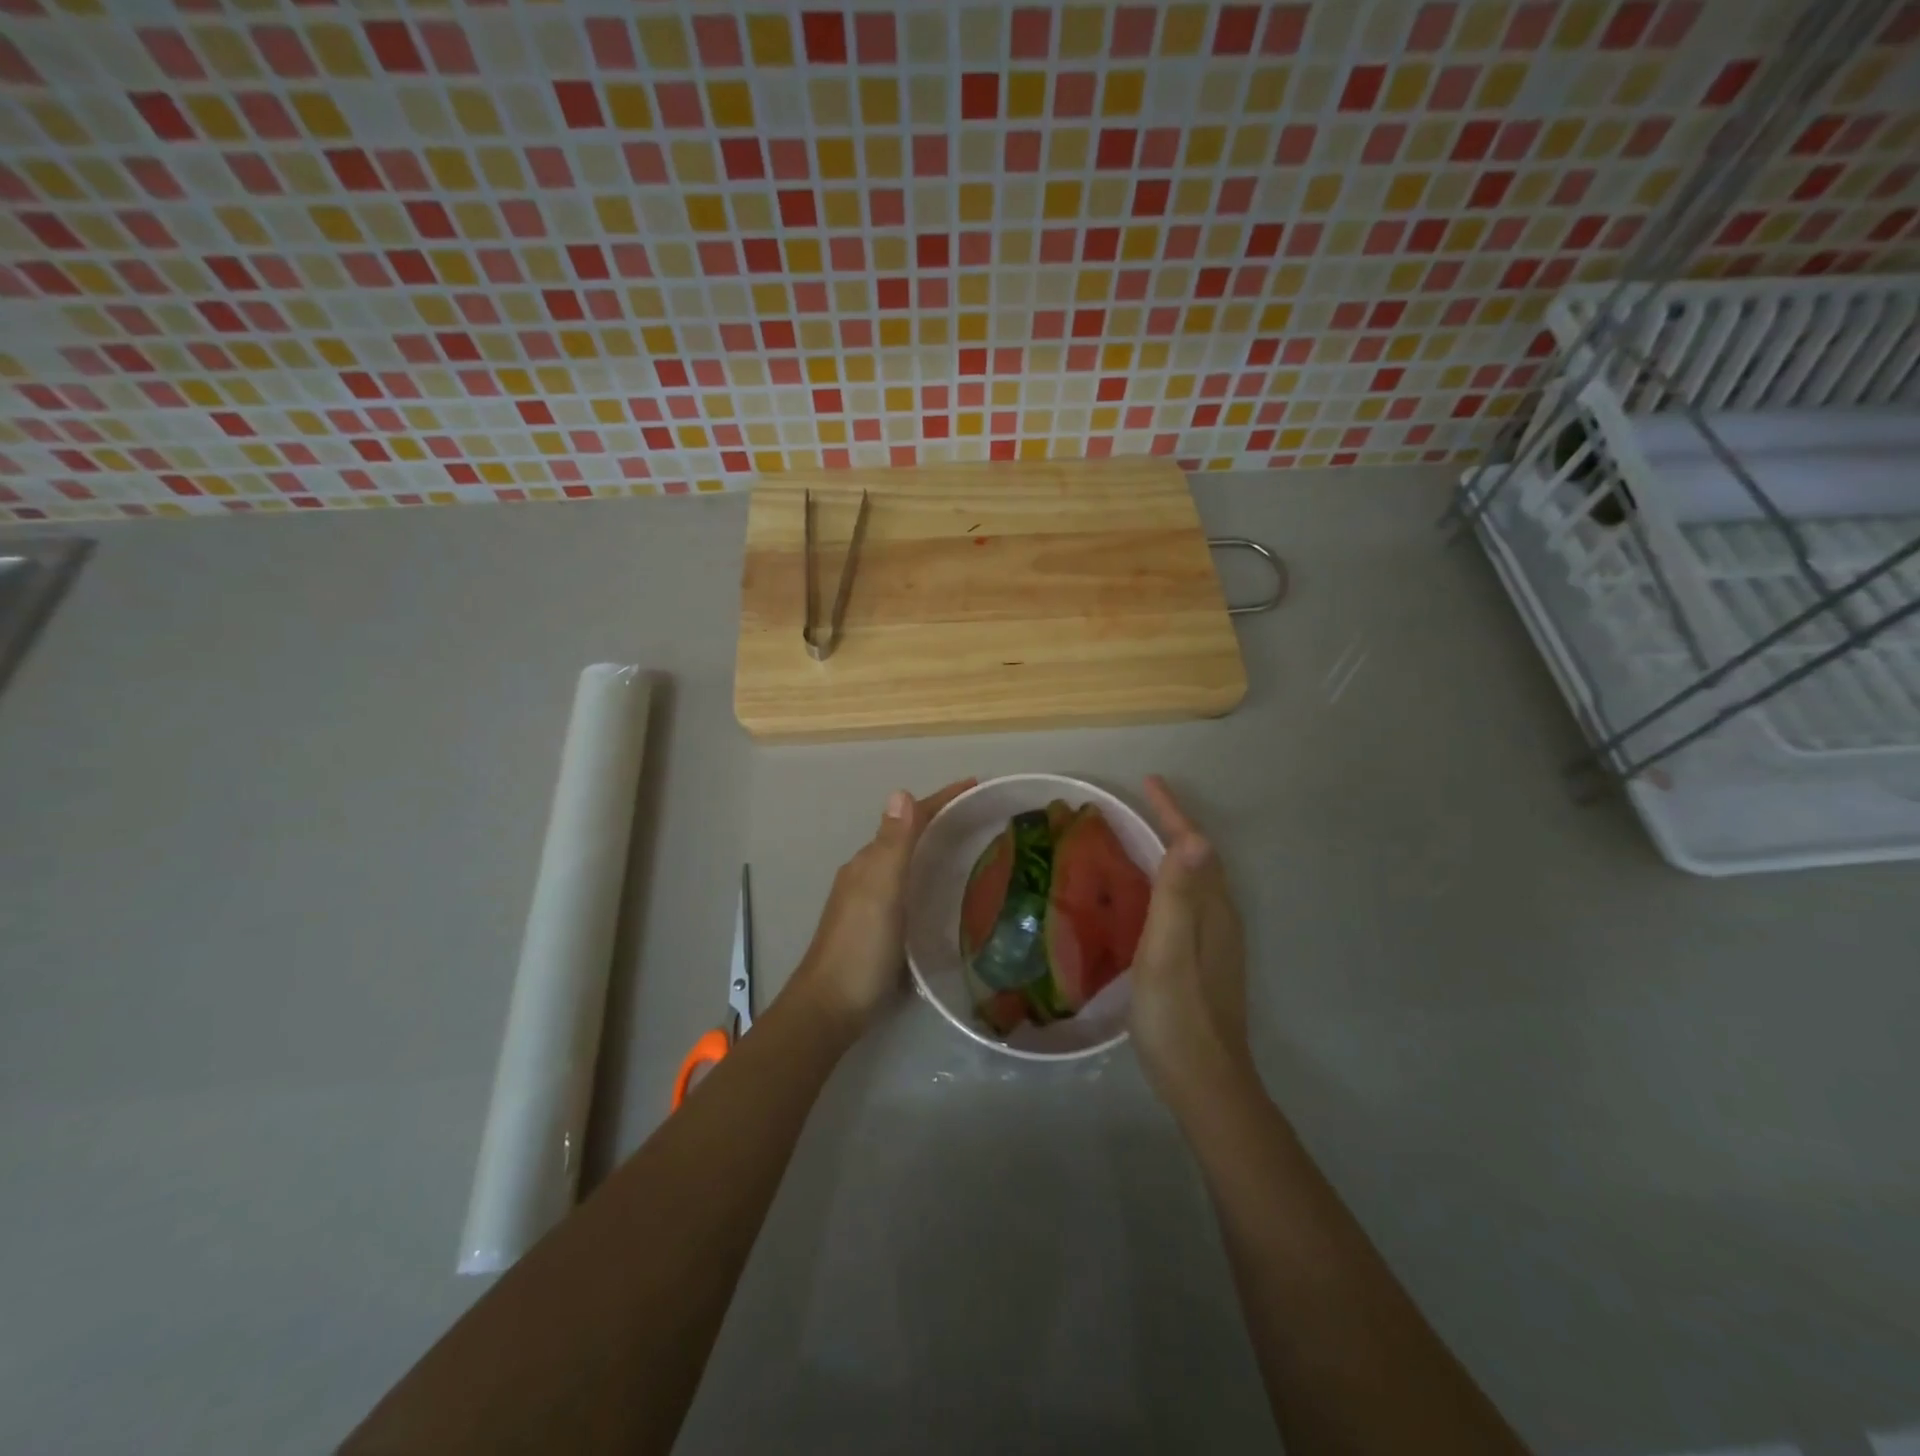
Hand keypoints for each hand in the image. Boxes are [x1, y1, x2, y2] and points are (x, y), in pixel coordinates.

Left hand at [788, 779, 976, 1034]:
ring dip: (936, 850)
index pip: (909, 818)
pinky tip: (948, 895)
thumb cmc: (859, 948)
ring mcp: (870, 903)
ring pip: (908, 864)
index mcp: (869, 862)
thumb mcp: (880, 891)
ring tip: (974, 850)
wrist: (830, 1009)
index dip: (941, 800)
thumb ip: (893, 845)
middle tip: (984, 819)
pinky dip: (930, 879)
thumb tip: (900, 791)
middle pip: (909, 837)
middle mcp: (868, 875)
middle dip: (943, 821)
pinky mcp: (879, 929)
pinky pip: (909, 890)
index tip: (977, 786)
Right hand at [1129, 776, 1250, 1107]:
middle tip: (1142, 804)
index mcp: (1212, 911)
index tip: (1149, 782)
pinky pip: (1190, 902)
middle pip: (1200, 859)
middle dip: (1174, 825)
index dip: (1172, 813)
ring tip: (1141, 838)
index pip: (1195, 847)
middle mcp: (1220, 919)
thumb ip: (1178, 896)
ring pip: (1196, 881)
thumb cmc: (1178, 1015)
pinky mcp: (1206, 961)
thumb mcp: (1168, 952)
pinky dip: (1171, 881)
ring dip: (1174, 852)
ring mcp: (1216, 942)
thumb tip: (1195, 839)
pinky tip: (1149, 896)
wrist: (1205, 1082)